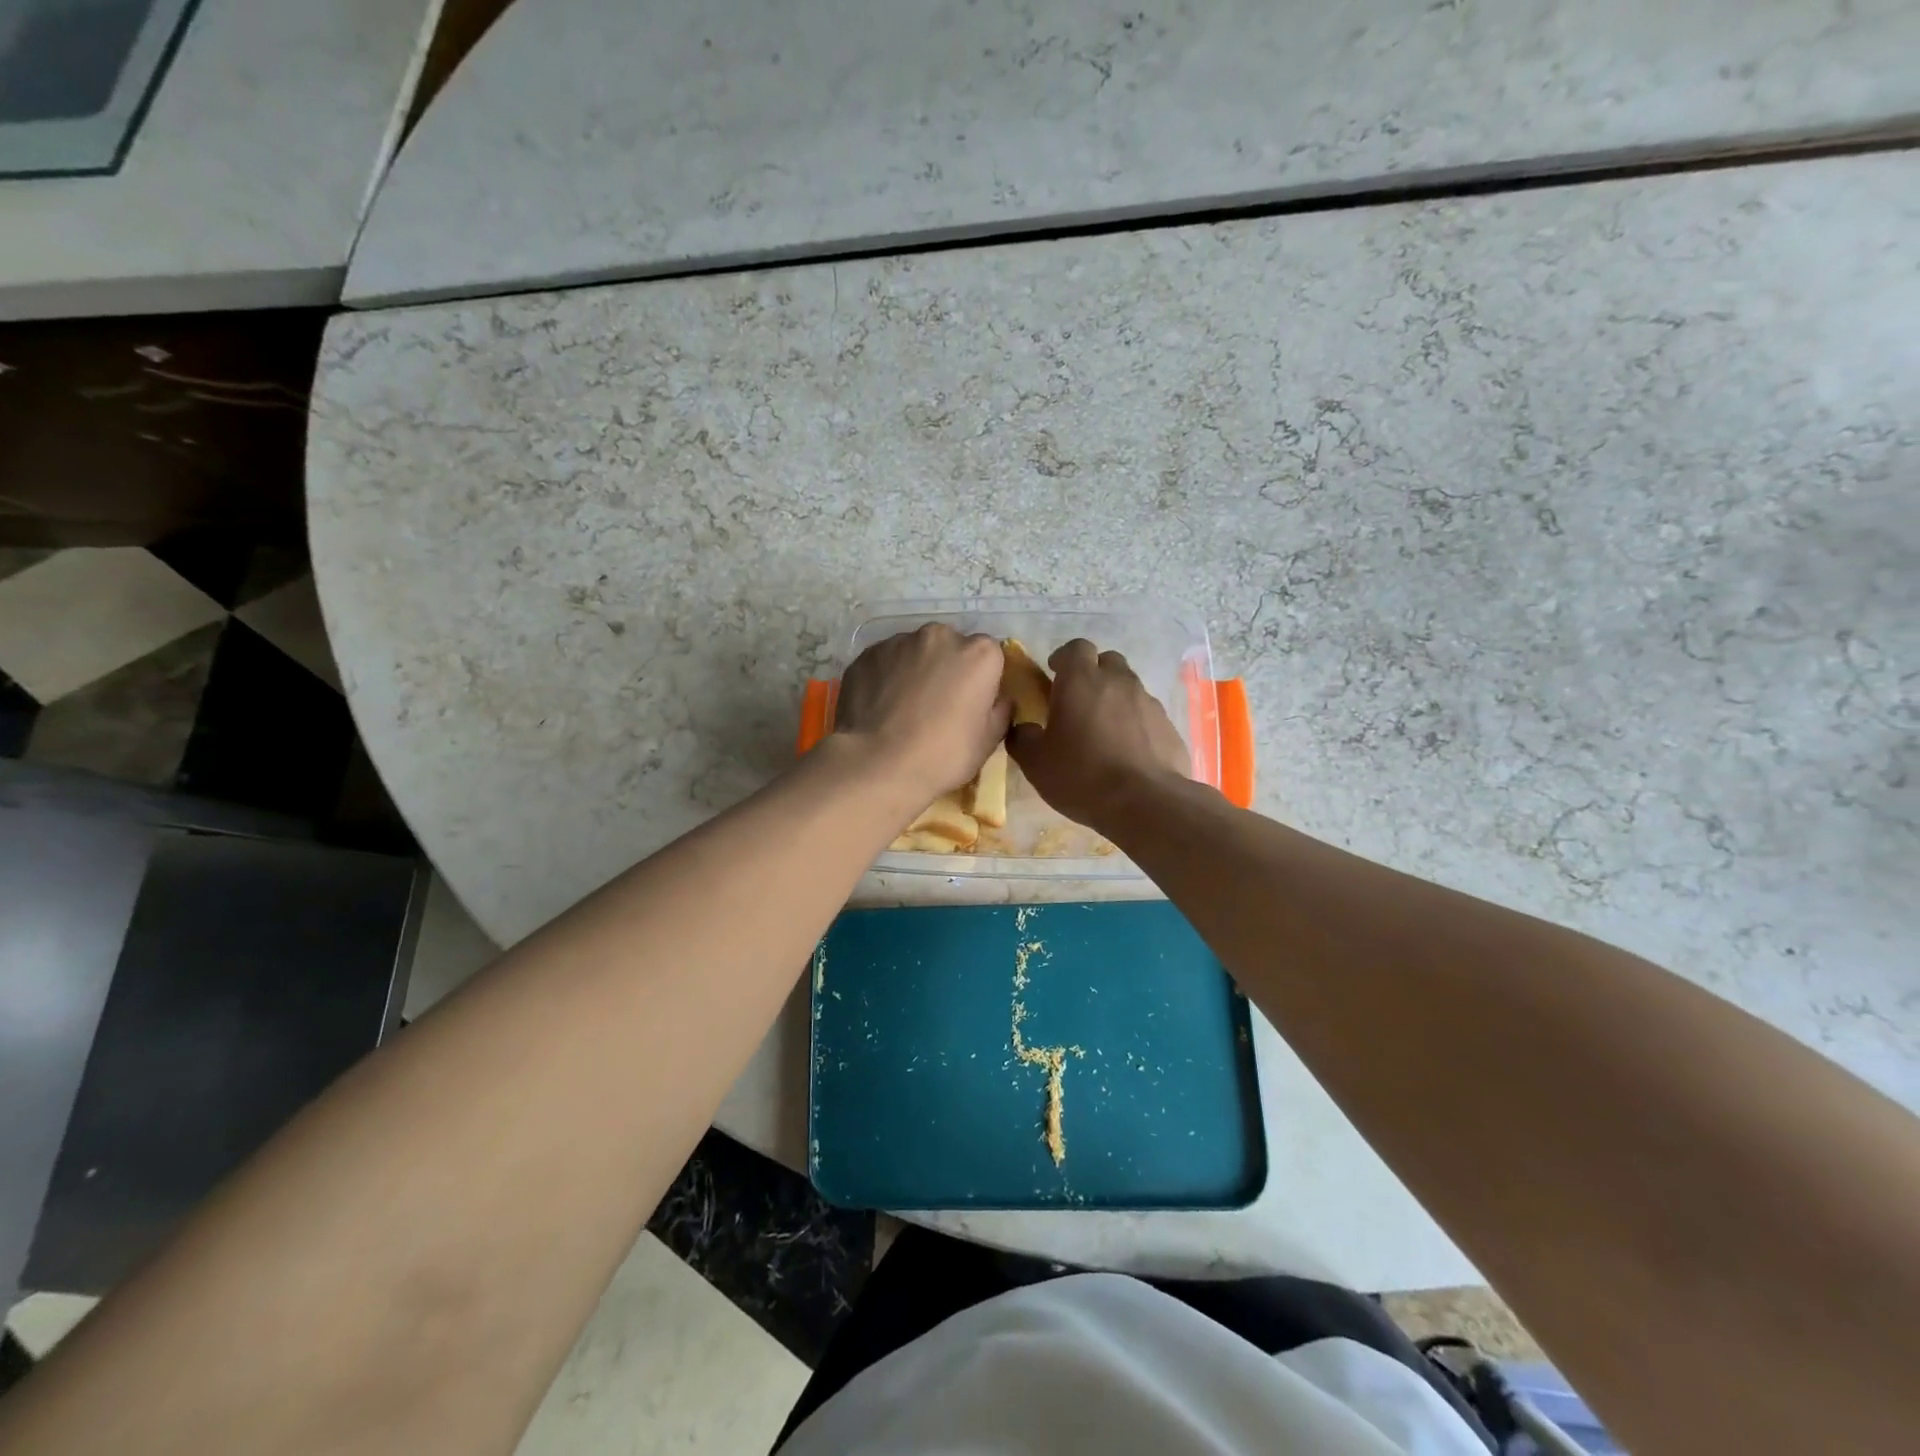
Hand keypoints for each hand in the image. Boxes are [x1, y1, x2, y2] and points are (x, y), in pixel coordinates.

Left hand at [834, 624, 1011, 804]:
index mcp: (979, 653)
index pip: (989, 655)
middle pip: (950, 647)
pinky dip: (886, 677)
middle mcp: (940, 636)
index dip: (982, 679)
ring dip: (915, 671)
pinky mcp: (866, 654)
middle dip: (947, 668)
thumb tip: (1000, 699)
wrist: (878, 764)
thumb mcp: (988, 741)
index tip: (972, 703)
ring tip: (903, 708)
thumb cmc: (943, 755)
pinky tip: (880, 707)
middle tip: (937, 705)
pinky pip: (885, 662)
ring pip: (914, 652)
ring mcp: (899, 641)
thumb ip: (1000, 710)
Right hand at [1007, 639, 1189, 832]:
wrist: (1145, 802)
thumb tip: (1022, 728)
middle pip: (1107, 661)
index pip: (1076, 648)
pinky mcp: (1168, 725)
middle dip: (1093, 674)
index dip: (1064, 658)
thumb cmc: (1082, 775)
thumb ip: (1023, 738)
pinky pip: (1147, 714)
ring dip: (1115, 698)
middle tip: (1079, 701)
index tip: (1055, 675)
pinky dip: (1135, 723)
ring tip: (1104, 730)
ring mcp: (1148, 701)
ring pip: (1129, 686)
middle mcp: (1118, 681)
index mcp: (1081, 681)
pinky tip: (1128, 751)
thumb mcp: (1036, 763)